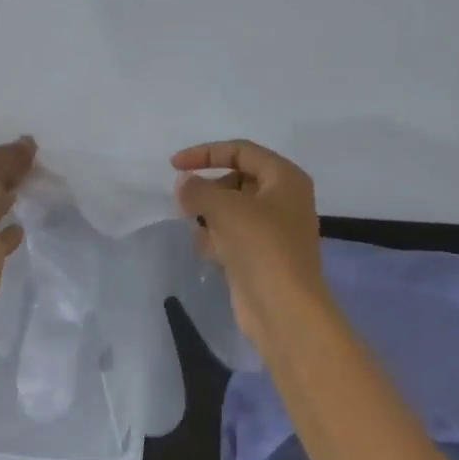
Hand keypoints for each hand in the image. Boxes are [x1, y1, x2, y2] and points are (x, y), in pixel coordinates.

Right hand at [171, 139, 329, 351]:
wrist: (283, 308)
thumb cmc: (260, 246)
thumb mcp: (225, 208)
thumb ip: (198, 189)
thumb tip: (184, 184)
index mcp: (285, 178)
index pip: (241, 151)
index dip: (205, 153)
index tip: (174, 166)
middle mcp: (284, 200)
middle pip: (237, 180)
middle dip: (208, 188)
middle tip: (185, 203)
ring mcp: (274, 231)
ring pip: (233, 210)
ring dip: (210, 215)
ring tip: (196, 227)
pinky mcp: (262, 257)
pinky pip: (233, 236)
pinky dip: (217, 238)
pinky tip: (206, 251)